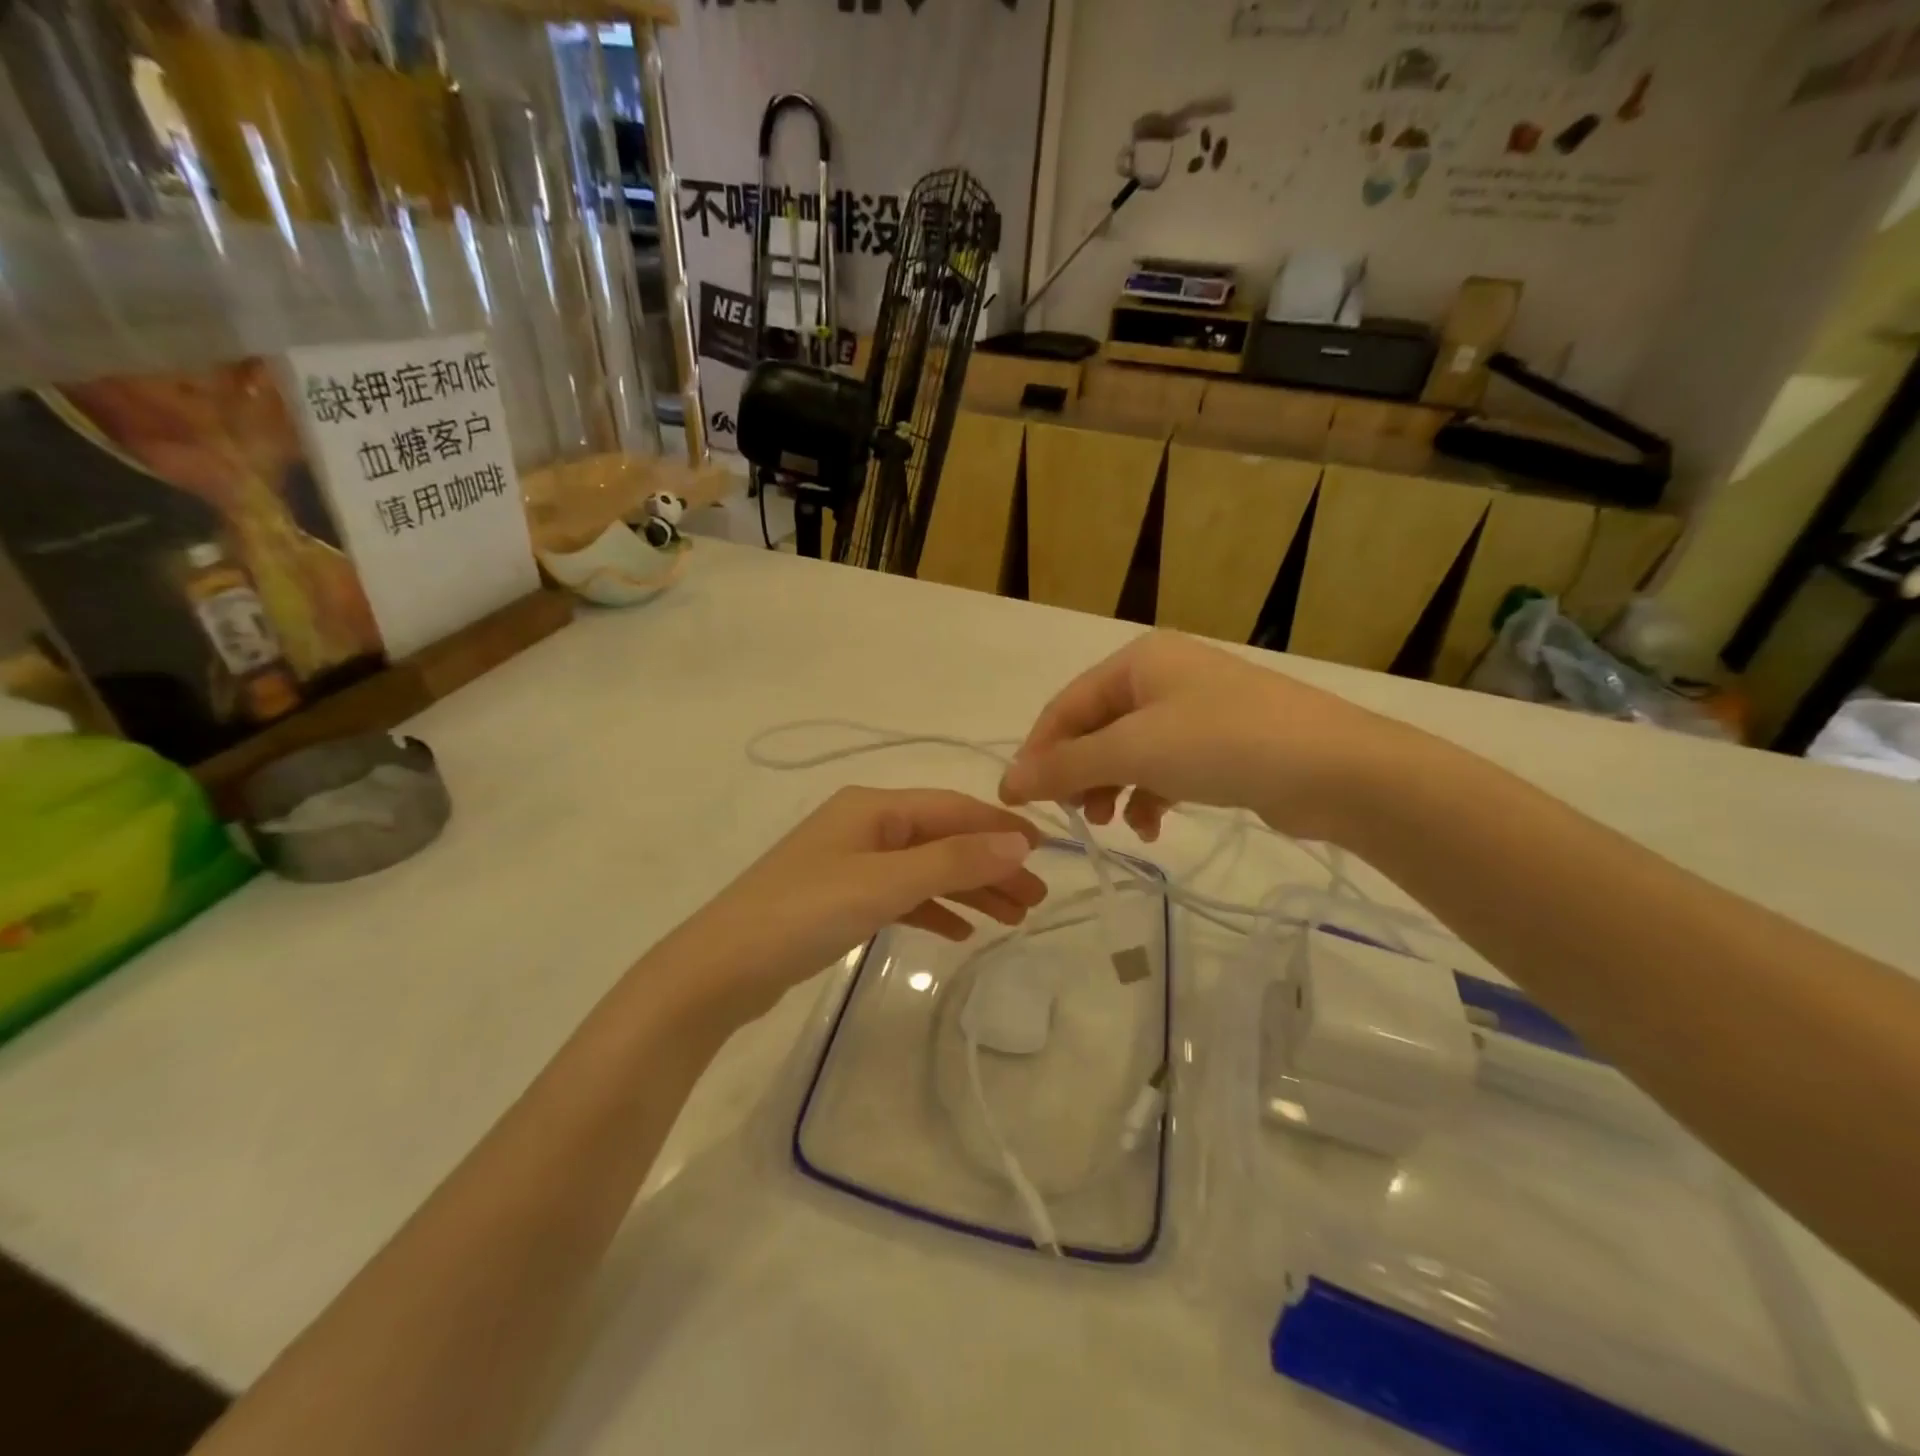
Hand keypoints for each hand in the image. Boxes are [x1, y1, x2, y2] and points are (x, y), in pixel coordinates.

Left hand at [660, 787, 1047, 1020]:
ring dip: (968, 890)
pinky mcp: (841, 899)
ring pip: (925, 870)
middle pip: (943, 840)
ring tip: (1013, 918)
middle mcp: (865, 825)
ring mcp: (851, 863)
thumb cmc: (804, 913)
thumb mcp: (884, 883)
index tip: (1046, 853)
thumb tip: (1019, 841)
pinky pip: (901, 896)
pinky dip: (933, 910)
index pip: (952, 808)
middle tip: (1037, 899)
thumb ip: (953, 862)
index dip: (999, 829)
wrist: (720, 970)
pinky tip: (961, 932)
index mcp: (873, 807)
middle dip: (990, 866)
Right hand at [998, 632, 1416, 843]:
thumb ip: (1066, 766)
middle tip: (1071, 816)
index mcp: (1138, 661)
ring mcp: (1195, 710)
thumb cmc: (1223, 744)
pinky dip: (1151, 796)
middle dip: (1079, 774)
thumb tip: (1008, 783)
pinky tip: (1152, 827)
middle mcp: (1163, 677)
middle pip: (1097, 729)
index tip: (1017, 800)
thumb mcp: (1134, 750)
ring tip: (1111, 824)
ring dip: (1112, 789)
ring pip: (1130, 752)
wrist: (1337, 770)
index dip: (1037, 752)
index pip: (1066, 706)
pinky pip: (1165, 768)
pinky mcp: (1221, 745)